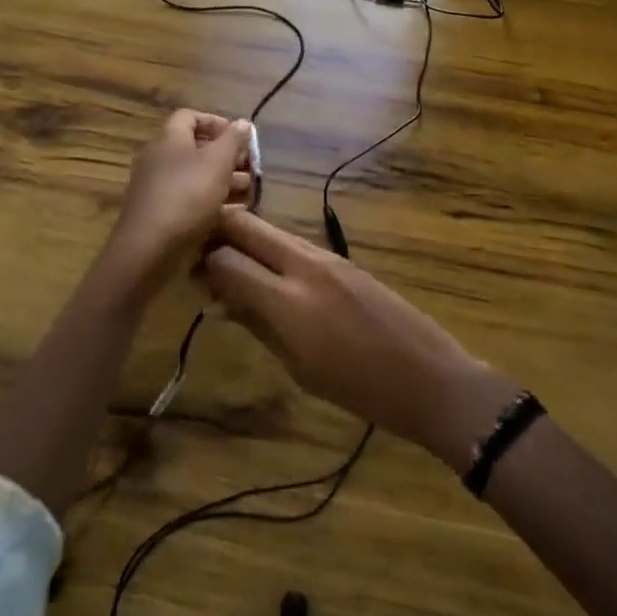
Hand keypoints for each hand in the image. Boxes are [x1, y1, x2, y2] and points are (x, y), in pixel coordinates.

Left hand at [105, 109, 253, 297]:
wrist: (148, 249)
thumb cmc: (186, 195)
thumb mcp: (217, 162)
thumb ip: (233, 140)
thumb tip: (243, 122)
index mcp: (169, 140)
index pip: (189, 117)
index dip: (215, 121)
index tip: (238, 136)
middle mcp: (159, 159)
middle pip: (195, 148)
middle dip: (226, 156)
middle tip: (250, 168)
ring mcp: (157, 188)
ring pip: (195, 177)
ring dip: (223, 181)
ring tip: (249, 191)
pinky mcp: (160, 215)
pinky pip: (189, 201)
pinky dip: (211, 203)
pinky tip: (233, 213)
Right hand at [198, 207, 514, 468]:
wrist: (427, 376)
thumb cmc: (358, 388)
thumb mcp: (298, 367)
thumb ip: (256, 324)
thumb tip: (217, 300)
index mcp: (287, 300)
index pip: (227, 258)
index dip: (202, 262)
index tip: (189, 274)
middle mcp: (303, 264)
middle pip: (247, 226)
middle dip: (218, 233)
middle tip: (201, 256)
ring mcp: (326, 256)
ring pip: (270, 231)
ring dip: (245, 241)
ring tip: (230, 270)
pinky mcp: (341, 259)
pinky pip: (294, 245)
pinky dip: (271, 253)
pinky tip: (267, 277)